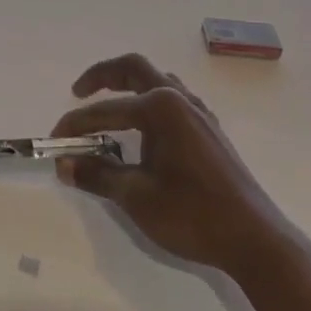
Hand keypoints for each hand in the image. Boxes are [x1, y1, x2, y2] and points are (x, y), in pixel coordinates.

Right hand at [51, 53, 279, 269]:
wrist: (255, 241)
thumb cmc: (192, 214)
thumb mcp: (136, 196)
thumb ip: (97, 175)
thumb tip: (64, 165)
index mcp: (161, 108)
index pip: (106, 110)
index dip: (75, 125)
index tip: (54, 141)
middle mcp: (181, 100)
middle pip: (135, 69)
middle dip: (103, 76)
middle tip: (79, 92)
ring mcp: (200, 114)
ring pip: (158, 81)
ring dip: (130, 86)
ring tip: (110, 107)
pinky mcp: (210, 132)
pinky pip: (173, 100)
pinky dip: (149, 103)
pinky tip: (143, 130)